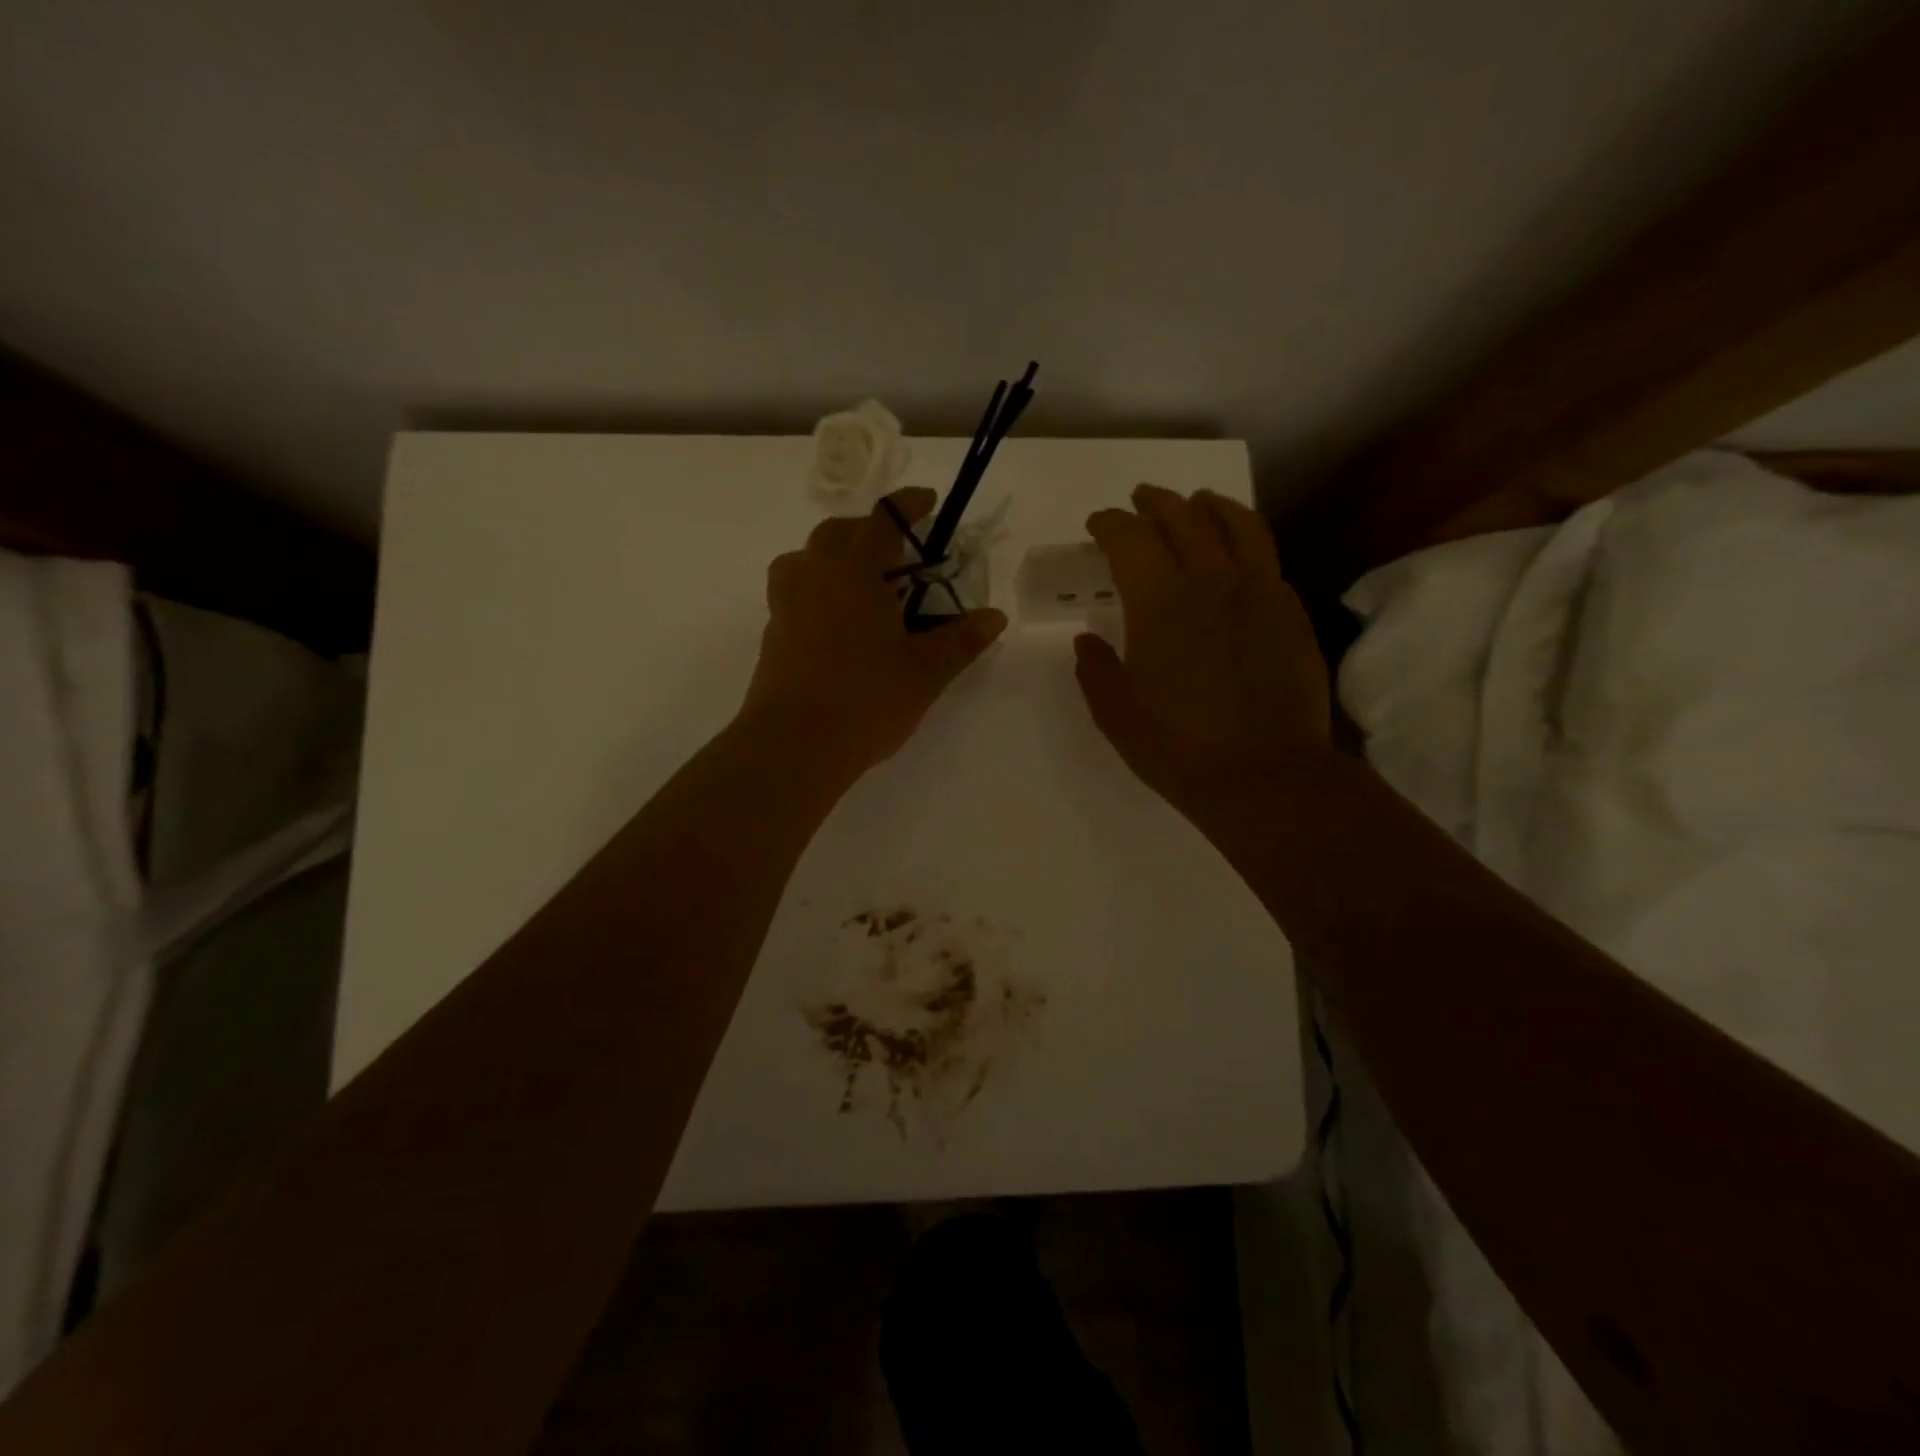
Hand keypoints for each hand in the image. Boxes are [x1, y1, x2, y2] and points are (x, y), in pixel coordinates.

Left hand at [741, 487, 1007, 779]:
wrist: (794, 746)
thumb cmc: (867, 700)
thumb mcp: (926, 672)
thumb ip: (961, 640)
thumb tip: (994, 617)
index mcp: (854, 572)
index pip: (882, 521)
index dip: (907, 507)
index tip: (927, 502)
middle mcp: (814, 576)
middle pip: (837, 533)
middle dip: (867, 530)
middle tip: (896, 552)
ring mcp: (786, 605)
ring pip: (805, 560)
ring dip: (832, 558)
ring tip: (859, 585)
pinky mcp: (772, 636)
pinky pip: (794, 593)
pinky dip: (817, 591)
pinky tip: (837, 625)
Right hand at [1075, 484, 1329, 823]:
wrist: (1266, 775)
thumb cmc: (1178, 748)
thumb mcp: (1116, 714)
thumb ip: (1095, 669)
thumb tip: (1087, 641)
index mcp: (1159, 601)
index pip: (1130, 539)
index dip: (1110, 523)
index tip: (1098, 524)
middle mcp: (1210, 580)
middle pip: (1182, 517)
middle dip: (1155, 503)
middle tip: (1140, 501)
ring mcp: (1258, 590)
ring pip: (1235, 523)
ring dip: (1208, 505)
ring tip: (1196, 502)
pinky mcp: (1289, 609)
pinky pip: (1265, 554)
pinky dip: (1244, 537)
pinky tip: (1237, 550)